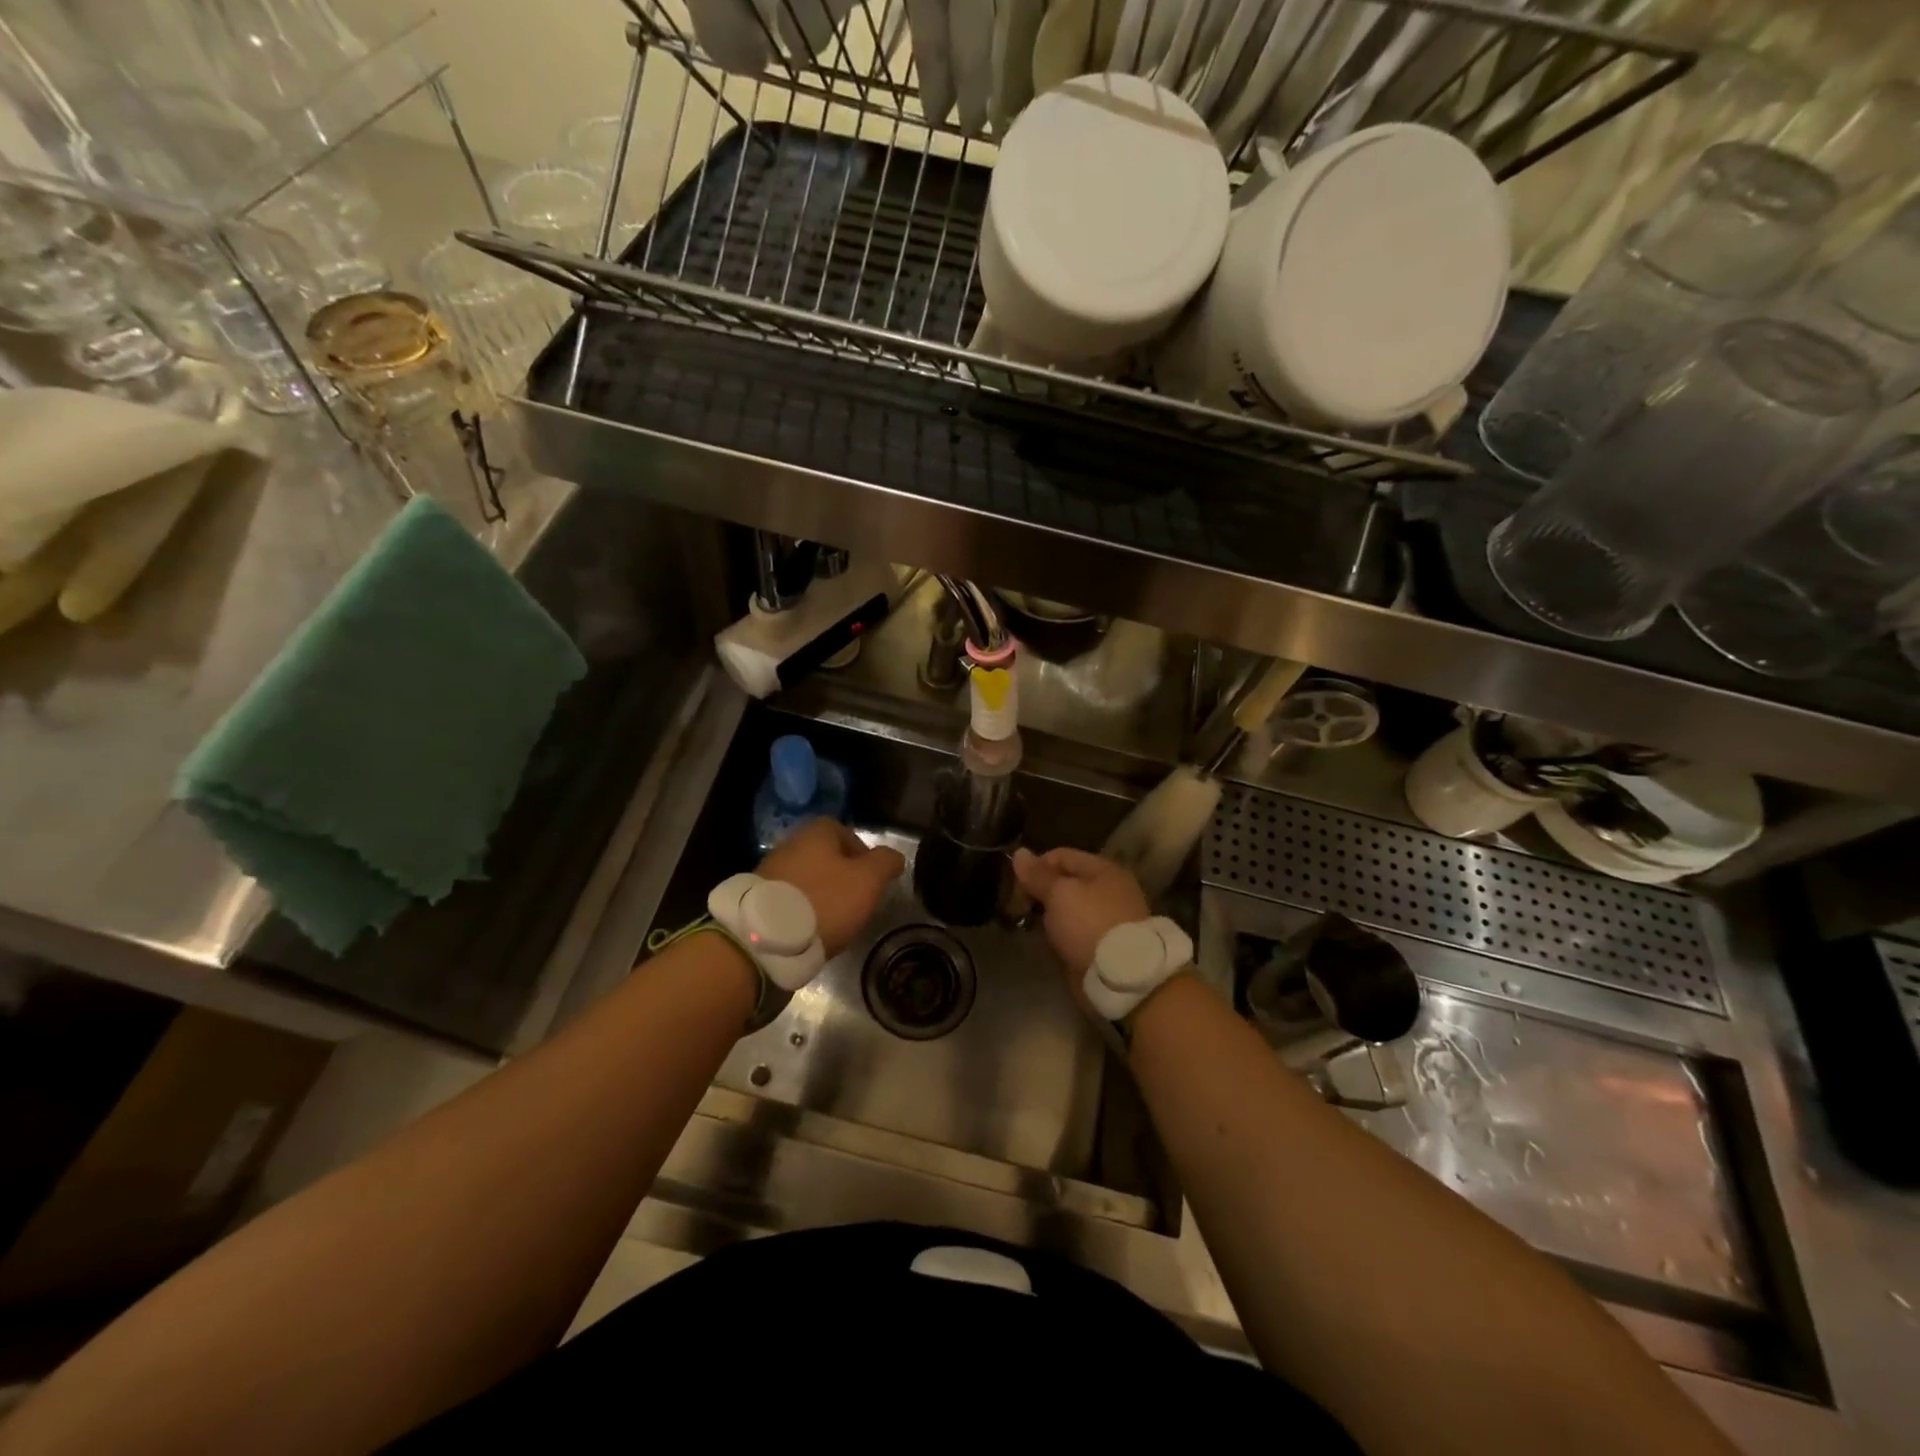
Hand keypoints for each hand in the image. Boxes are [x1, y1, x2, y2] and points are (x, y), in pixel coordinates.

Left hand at [758, 819, 904, 957]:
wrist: (767, 938)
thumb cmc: (825, 900)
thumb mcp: (868, 880)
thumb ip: (885, 862)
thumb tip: (893, 857)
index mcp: (815, 832)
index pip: (844, 831)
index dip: (862, 853)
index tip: (871, 879)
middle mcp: (789, 844)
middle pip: (823, 856)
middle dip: (841, 876)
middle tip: (855, 901)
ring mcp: (769, 872)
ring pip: (805, 878)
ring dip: (820, 895)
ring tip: (834, 920)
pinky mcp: (757, 900)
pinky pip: (788, 899)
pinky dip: (801, 911)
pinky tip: (810, 930)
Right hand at [1011, 846, 1150, 977]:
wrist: (1120, 976)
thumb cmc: (1089, 923)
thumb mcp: (1059, 893)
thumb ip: (1038, 875)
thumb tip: (1019, 852)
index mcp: (1103, 870)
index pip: (1061, 856)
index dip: (1036, 867)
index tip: (1016, 885)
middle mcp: (1107, 890)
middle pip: (1064, 883)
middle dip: (1039, 892)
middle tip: (1017, 907)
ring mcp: (1106, 919)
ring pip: (1067, 909)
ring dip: (1046, 916)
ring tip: (1025, 924)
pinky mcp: (1101, 945)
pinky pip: (1072, 932)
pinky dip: (1057, 935)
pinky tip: (1043, 941)